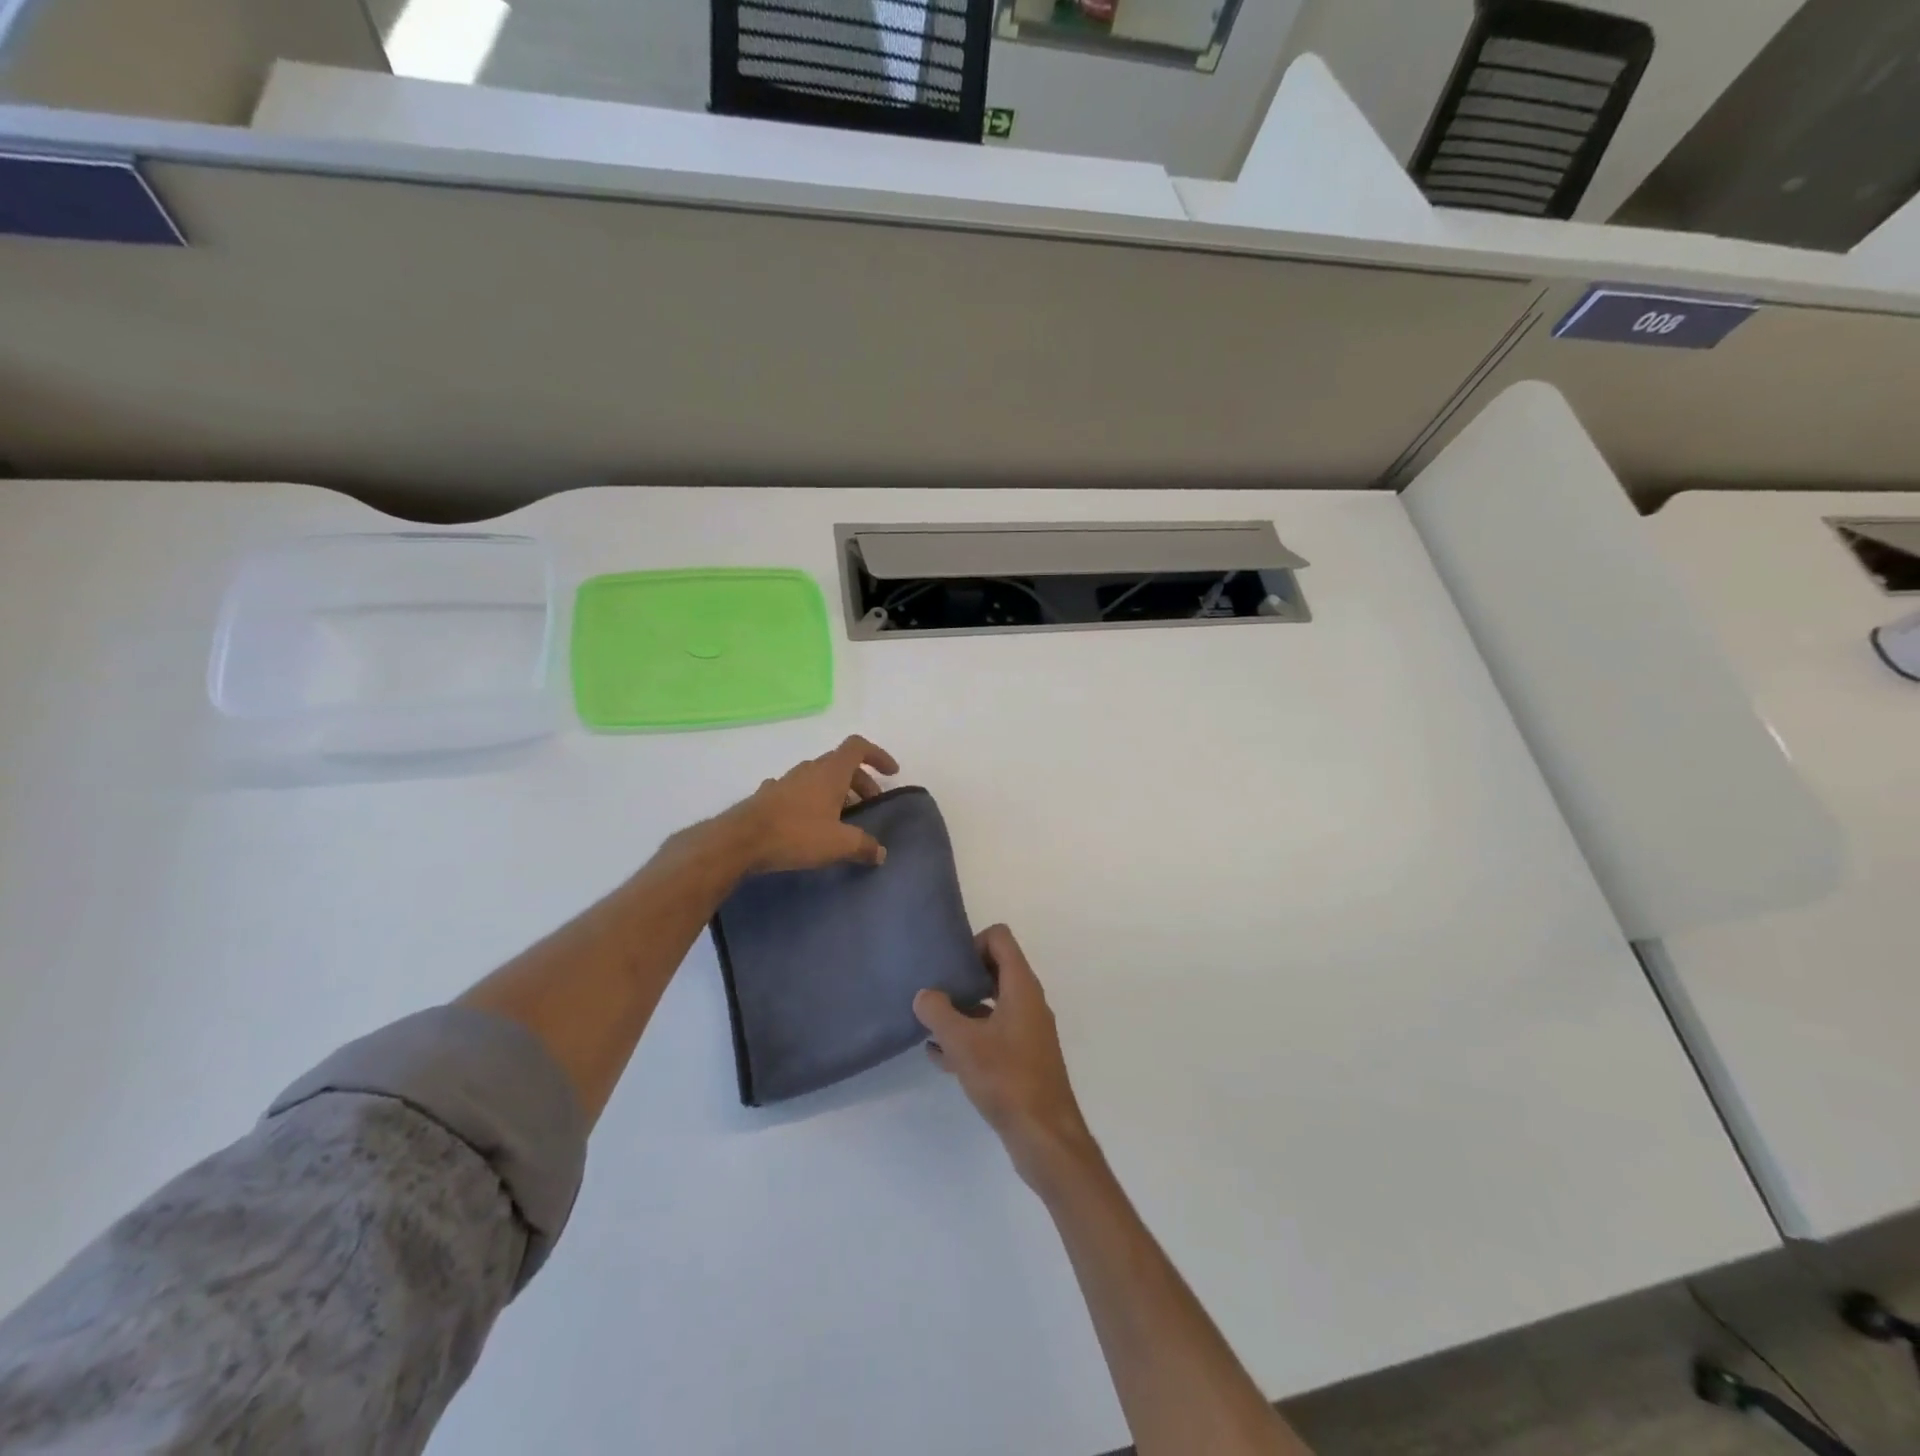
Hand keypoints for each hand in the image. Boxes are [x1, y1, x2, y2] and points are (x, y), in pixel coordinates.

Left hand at [723, 735, 899, 875]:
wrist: (740, 841)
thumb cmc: (796, 834)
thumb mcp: (838, 843)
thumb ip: (864, 846)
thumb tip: (880, 852)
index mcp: (831, 772)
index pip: (858, 747)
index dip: (878, 755)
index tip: (891, 773)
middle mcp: (809, 769)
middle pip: (841, 764)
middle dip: (860, 781)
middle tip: (869, 806)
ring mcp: (786, 781)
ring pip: (818, 777)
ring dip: (835, 791)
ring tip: (841, 818)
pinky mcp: (767, 796)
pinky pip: (797, 791)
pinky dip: (810, 801)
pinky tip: (807, 822)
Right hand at [914, 925, 1095, 1185]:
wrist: (1045, 1136)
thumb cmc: (1006, 1079)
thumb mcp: (963, 1043)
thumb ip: (938, 1013)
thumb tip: (924, 995)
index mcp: (1021, 986)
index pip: (1000, 938)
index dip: (973, 942)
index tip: (950, 966)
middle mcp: (1028, 1002)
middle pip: (994, 969)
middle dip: (963, 976)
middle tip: (934, 990)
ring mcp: (1027, 1031)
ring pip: (991, 1004)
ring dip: (962, 1010)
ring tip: (929, 1024)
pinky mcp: (1023, 1058)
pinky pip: (992, 1034)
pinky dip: (969, 1037)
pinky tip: (939, 1055)